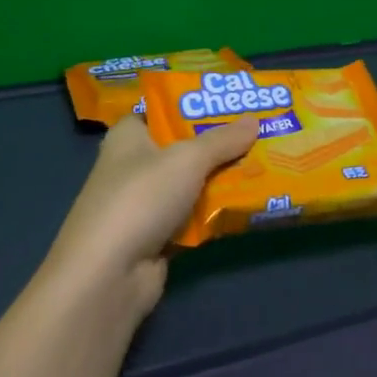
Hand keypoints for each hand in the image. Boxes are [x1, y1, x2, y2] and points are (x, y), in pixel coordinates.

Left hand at [38, 114, 258, 325]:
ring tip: (266, 164)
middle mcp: (133, 166)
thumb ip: (222, 140)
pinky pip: (194, 217)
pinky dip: (215, 214)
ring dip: (222, 180)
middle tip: (261, 131)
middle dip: (219, 143)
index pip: (160, 111)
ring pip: (191, 185)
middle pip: (182, 148)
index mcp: (128, 136)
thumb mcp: (187, 159)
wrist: (110, 274)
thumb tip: (254, 119)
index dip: (192, 105)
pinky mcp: (156, 237)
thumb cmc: (141, 198)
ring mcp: (144, 205)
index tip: (230, 102)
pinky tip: (249, 204)